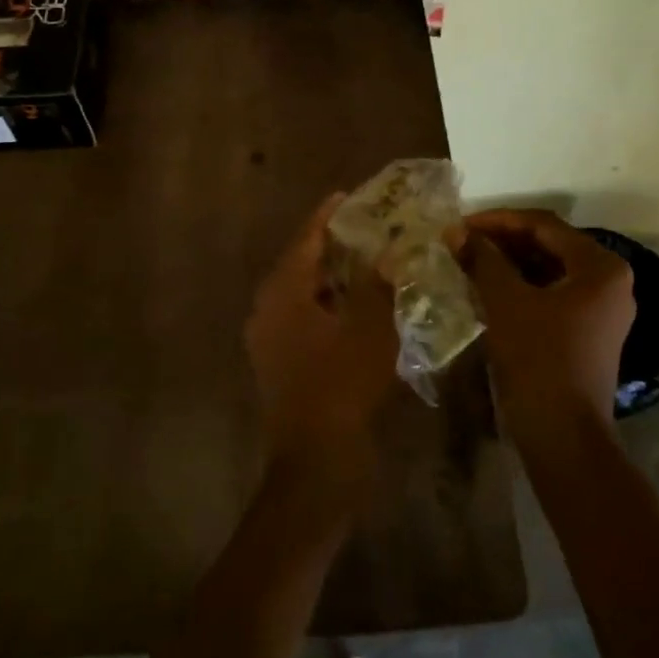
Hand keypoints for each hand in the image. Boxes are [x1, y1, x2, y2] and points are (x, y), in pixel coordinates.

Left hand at [246, 195, 399, 484]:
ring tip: (366, 261)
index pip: (306, 239)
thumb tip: (390, 253)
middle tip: (365, 227)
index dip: (327, 215)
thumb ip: (379, 284)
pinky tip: (355, 307)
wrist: (315, 462)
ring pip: (302, 292)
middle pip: (301, 263)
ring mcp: (270, 338)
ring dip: (331, 277)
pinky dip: (327, 304)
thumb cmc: (342, 386)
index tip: (348, 195)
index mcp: (283, 291)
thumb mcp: (370, 329)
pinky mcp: (279, 362)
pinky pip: (303, 317)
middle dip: (332, 245)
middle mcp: (268, 308)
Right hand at [462, 209, 634, 449]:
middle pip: (549, 245)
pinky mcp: (590, 333)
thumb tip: (455, 230)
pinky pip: (552, 294)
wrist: (563, 436)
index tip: (460, 225)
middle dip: (503, 241)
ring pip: (549, 270)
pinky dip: (521, 287)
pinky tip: (489, 289)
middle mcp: (610, 282)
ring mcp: (602, 310)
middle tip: (463, 243)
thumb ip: (482, 259)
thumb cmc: (538, 358)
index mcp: (600, 267)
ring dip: (510, 263)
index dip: (498, 221)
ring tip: (471, 263)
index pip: (543, 226)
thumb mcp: (505, 301)